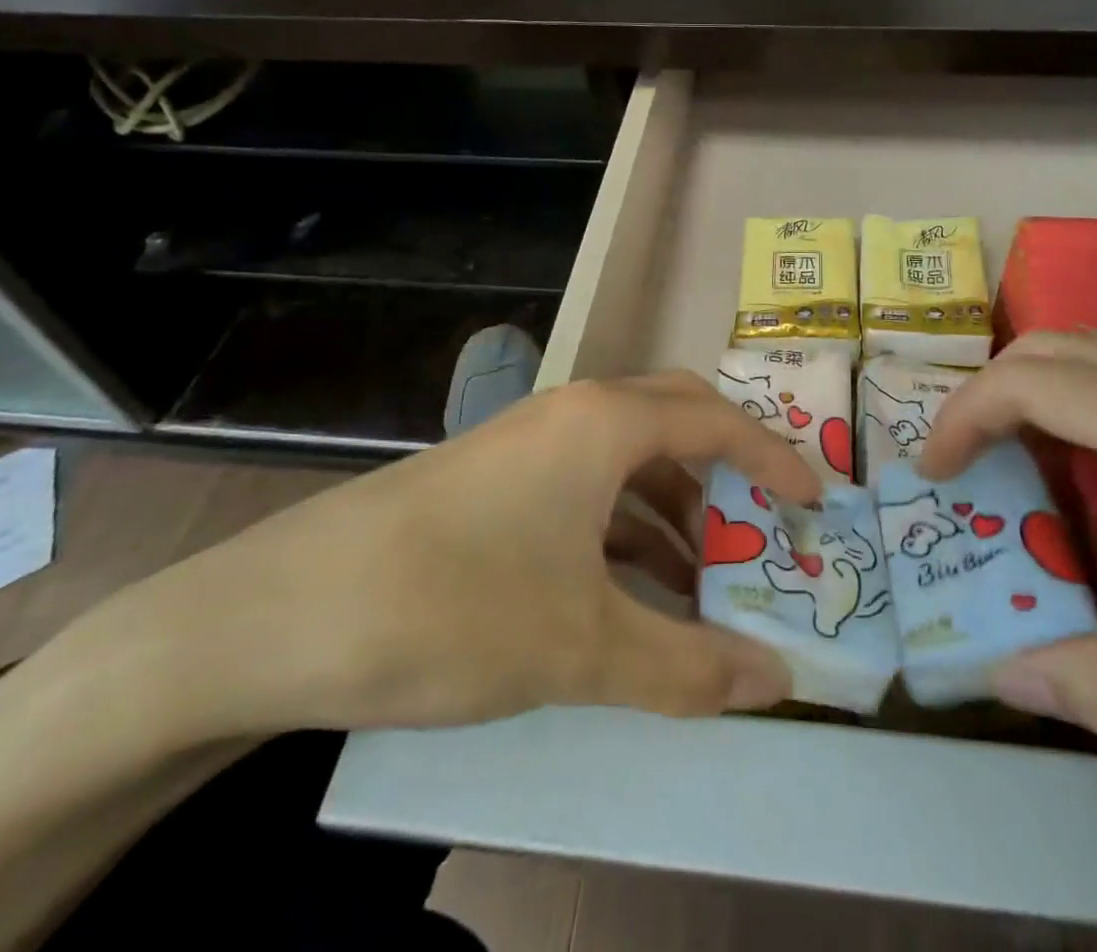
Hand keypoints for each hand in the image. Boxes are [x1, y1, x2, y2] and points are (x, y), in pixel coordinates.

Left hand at [85, 373, 821, 745]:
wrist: (281, 615)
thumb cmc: (454, 606)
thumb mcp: (582, 645)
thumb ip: (686, 667)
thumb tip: (774, 683)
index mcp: (604, 422)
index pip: (717, 420)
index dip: (775, 458)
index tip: (815, 501)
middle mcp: (571, 414)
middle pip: (675, 417)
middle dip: (727, 467)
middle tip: (762, 523)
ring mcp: (527, 443)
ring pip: (627, 457)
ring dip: (674, 506)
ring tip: (705, 578)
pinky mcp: (493, 480)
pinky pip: (584, 487)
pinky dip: (624, 527)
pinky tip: (632, 589)